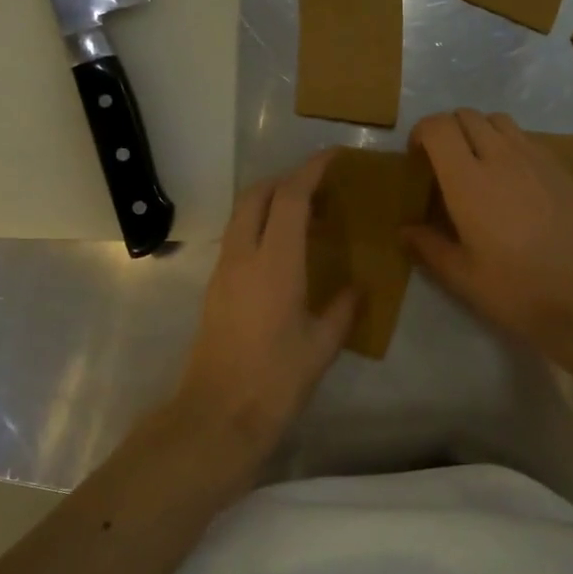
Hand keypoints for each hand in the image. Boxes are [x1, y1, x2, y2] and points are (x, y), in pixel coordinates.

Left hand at [171, 149, 357, 454]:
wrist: (217, 416)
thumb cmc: (275, 381)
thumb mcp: (322, 346)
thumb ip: (343, 309)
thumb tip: (357, 287)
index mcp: (275, 263)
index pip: (290, 197)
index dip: (312, 170)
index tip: (335, 157)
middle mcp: (243, 256)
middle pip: (256, 195)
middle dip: (286, 179)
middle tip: (320, 188)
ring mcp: (223, 271)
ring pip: (242, 215)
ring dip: (271, 202)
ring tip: (306, 218)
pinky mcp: (215, 288)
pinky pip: (237, 238)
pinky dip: (260, 226)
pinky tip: (285, 252)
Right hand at [404, 110, 572, 354]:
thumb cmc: (516, 288)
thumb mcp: (461, 277)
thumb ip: (429, 247)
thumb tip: (405, 230)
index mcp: (468, 181)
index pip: (439, 127)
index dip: (422, 132)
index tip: (417, 158)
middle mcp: (501, 157)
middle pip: (468, 116)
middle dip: (449, 130)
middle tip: (444, 164)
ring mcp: (536, 159)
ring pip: (500, 121)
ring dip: (480, 132)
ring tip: (479, 166)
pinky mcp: (561, 169)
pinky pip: (527, 139)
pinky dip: (510, 146)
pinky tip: (514, 181)